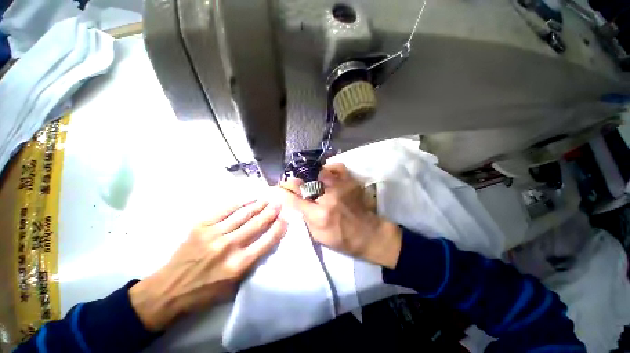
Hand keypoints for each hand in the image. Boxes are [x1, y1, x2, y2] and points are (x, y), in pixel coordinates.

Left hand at [129, 199, 286, 330]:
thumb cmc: (205, 291)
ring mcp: (214, 234)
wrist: (170, 289)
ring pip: (243, 215)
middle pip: (256, 224)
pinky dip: (239, 203)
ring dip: (258, 205)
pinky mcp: (201, 226)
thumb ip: (251, 265)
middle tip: (278, 204)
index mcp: (239, 265)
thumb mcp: (234, 287)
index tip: (285, 219)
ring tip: (267, 200)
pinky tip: (249, 199)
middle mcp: (229, 247)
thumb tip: (265, 243)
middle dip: (270, 212)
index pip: (266, 241)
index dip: (278, 228)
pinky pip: (225, 210)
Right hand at [280, 163, 401, 268]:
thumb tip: (292, 203)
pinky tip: (326, 174)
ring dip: (310, 177)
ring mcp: (341, 187)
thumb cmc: (341, 239)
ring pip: (318, 173)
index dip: (282, 192)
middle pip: (303, 183)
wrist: (368, 234)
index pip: (293, 199)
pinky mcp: (350, 182)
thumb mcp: (318, 236)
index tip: (276, 189)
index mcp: (319, 215)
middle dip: (292, 182)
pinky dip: (329, 168)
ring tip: (310, 181)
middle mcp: (328, 198)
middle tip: (290, 183)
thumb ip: (304, 218)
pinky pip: (337, 167)